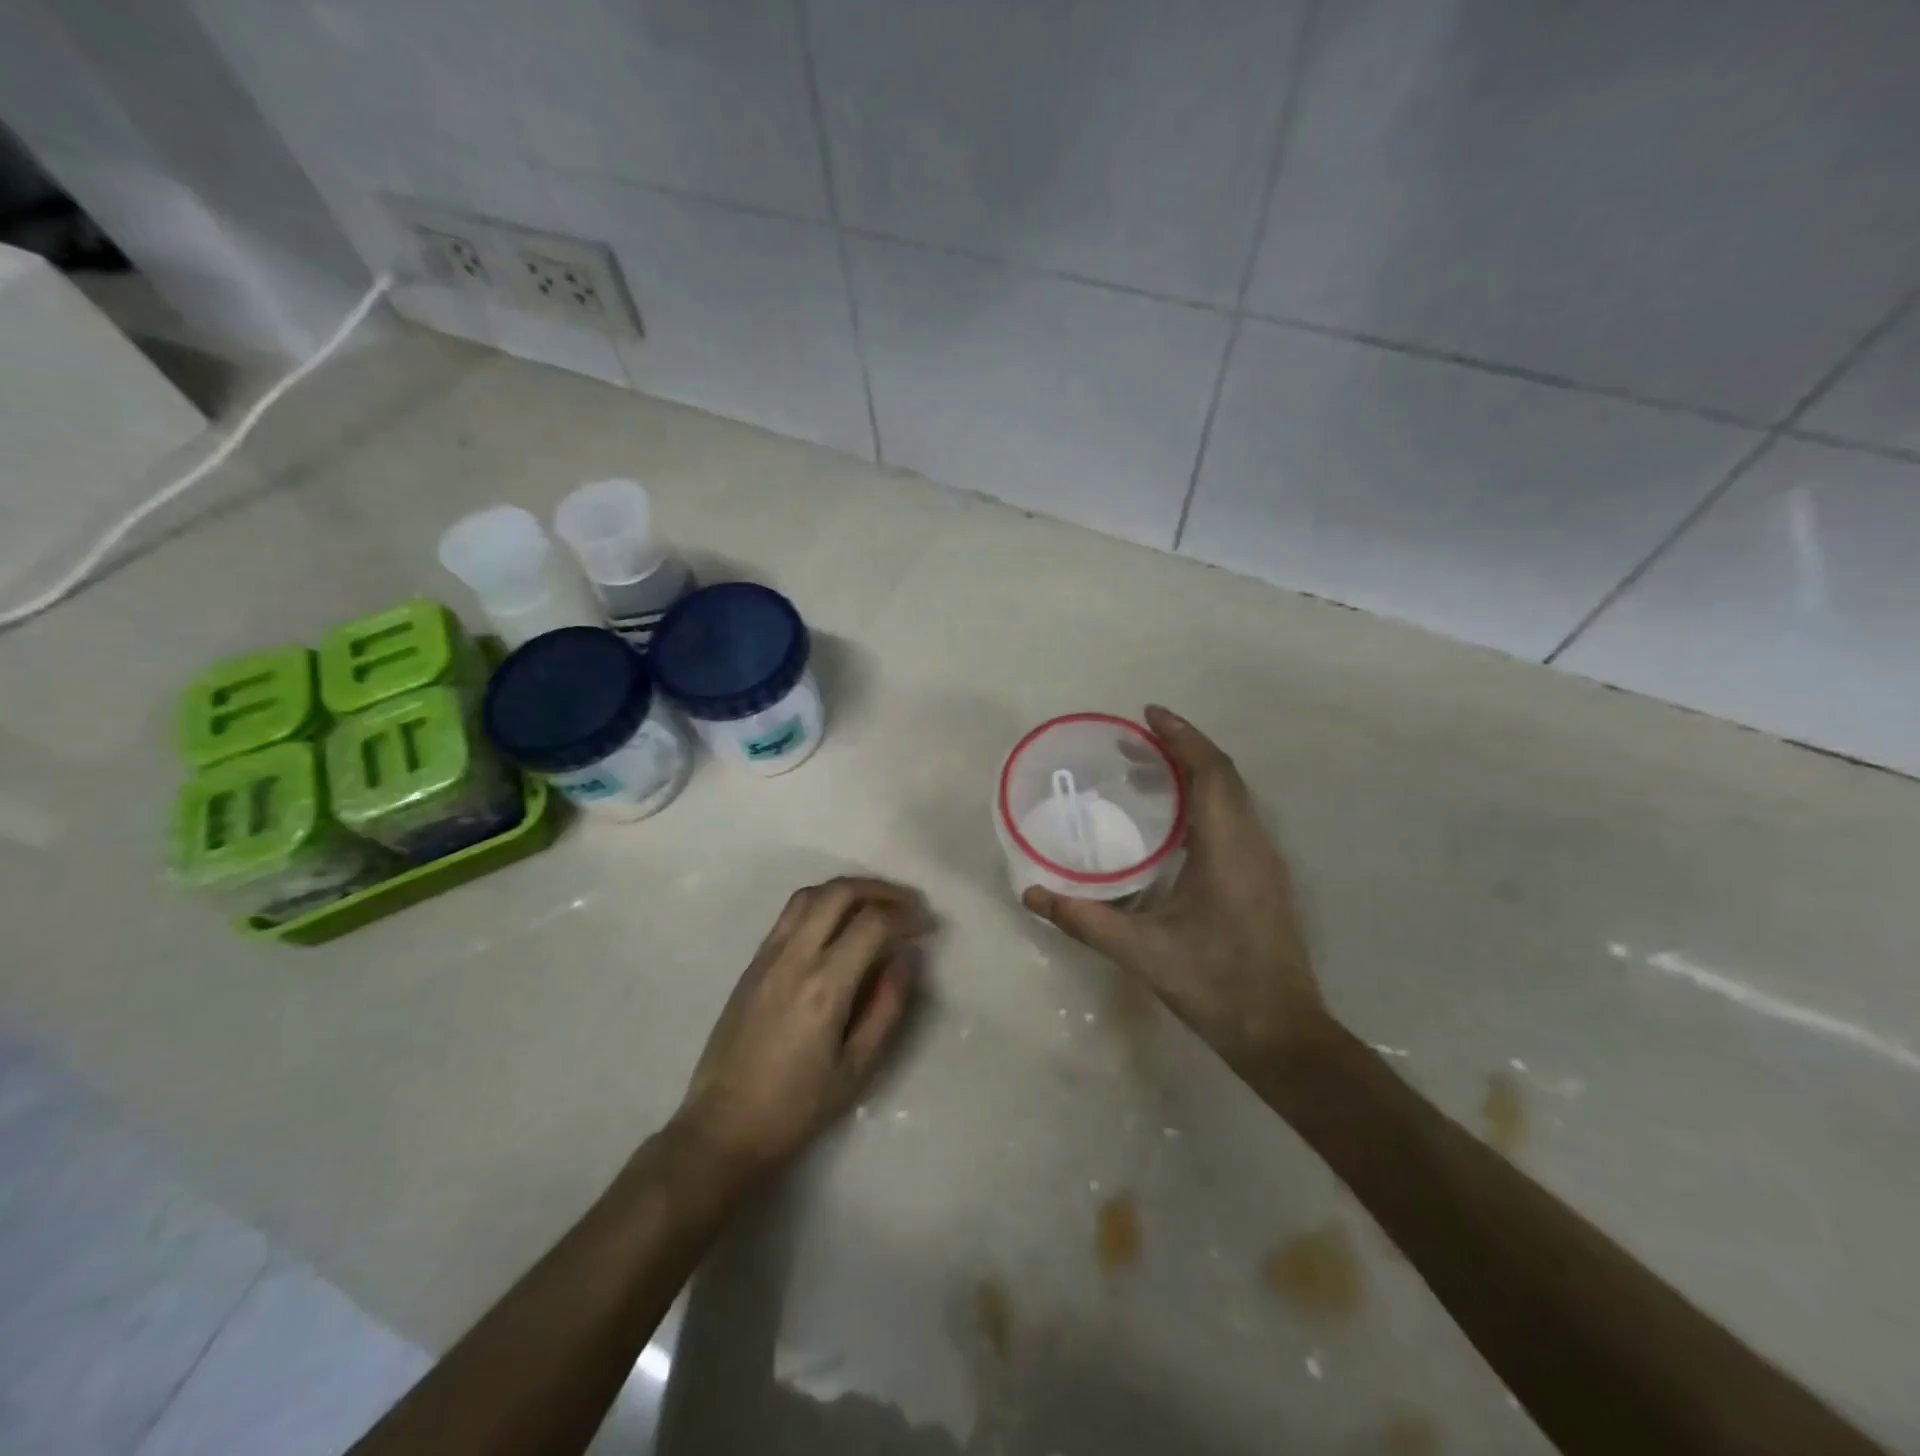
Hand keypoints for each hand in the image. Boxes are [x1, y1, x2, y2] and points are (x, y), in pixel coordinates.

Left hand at [672, 876, 929, 1186]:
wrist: (723, 1128)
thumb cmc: (797, 1108)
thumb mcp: (858, 1069)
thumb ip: (888, 1007)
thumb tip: (907, 957)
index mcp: (823, 986)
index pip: (872, 923)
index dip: (907, 915)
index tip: (928, 925)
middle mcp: (793, 958)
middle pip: (839, 893)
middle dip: (881, 889)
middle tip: (909, 904)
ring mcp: (767, 956)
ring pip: (811, 895)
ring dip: (850, 889)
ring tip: (878, 905)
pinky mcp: (752, 964)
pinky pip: (790, 913)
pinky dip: (823, 902)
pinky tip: (840, 922)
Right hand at [1023, 706, 1327, 1076]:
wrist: (1282, 1033)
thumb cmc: (1215, 985)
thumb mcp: (1142, 951)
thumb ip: (1084, 919)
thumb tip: (1031, 895)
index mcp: (1228, 847)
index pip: (1210, 771)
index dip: (1181, 736)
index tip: (1148, 714)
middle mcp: (1253, 842)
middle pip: (1224, 775)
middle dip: (1182, 748)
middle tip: (1135, 741)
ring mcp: (1266, 861)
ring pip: (1234, 797)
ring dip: (1196, 773)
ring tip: (1149, 772)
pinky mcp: (1266, 879)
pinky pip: (1237, 818)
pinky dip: (1206, 800)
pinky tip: (1174, 824)